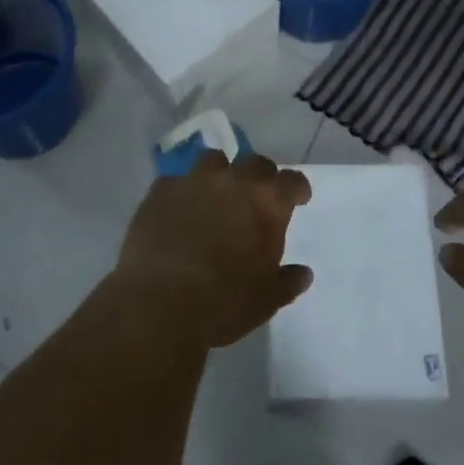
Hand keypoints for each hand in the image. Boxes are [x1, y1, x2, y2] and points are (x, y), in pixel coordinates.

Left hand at [111, 152, 313, 349]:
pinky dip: (182, 191)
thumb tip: (303, 273)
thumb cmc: (224, 303)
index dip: (297, 189)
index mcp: (267, 203)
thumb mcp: (267, 300)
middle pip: (255, 163)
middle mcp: (234, 181)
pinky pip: (176, 181)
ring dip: (220, 173)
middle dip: (261, 177)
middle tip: (257, 197)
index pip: (292, 181)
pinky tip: (179, 209)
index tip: (298, 199)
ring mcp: (194, 181)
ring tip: (216, 194)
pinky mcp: (161, 191)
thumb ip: (287, 281)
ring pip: (214, 160)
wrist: (159, 304)